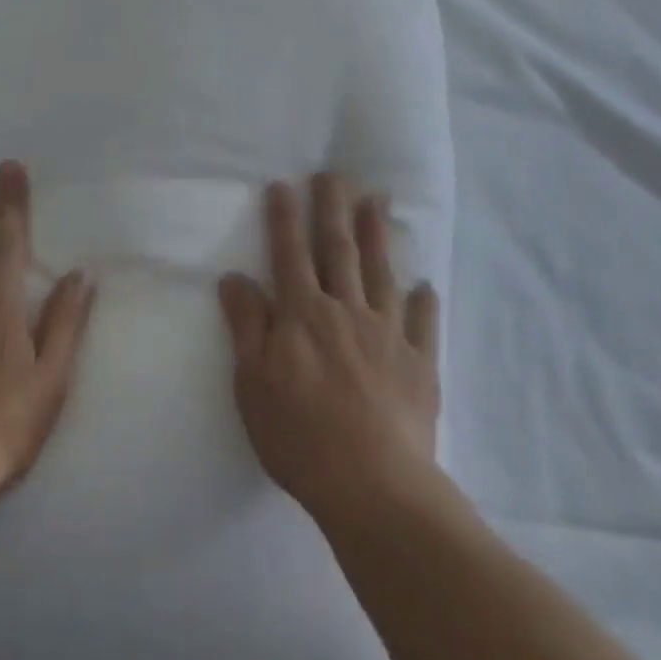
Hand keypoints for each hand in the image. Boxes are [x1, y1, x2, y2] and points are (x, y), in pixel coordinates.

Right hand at [218, 173, 442, 524]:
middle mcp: (346, 310)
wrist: (374, 486)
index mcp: (304, 314)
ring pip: (381, 273)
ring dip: (378, 236)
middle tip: (335, 173)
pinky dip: (425, 303)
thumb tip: (234, 275)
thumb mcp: (253, 384)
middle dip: (333, 208)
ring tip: (377, 201)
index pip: (290, 254)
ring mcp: (387, 334)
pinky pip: (423, 325)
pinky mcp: (420, 364)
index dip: (285, 218)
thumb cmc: (300, 436)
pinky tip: (427, 286)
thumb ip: (246, 325)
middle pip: (338, 250)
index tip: (283, 184)